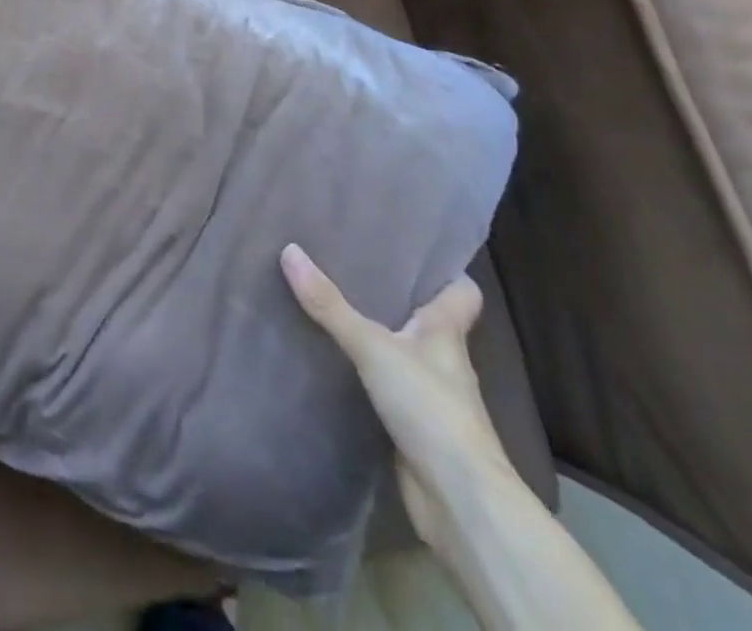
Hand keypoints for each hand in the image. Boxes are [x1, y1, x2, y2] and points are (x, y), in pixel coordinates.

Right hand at [280, 245, 513, 549]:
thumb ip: (331, 305)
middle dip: (395, 296)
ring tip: (332, 304)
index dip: (444, 271)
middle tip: (350, 265)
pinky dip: (365, 374)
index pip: (462, 292)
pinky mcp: (412, 427)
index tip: (411, 249)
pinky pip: (385, 386)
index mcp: (446, 333)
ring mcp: (430, 396)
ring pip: (402, 352)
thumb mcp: (374, 347)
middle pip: (425, 318)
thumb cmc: (430, 409)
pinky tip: (333, 362)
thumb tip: (289, 250)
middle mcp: (443, 360)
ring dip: (376, 335)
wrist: (459, 502)